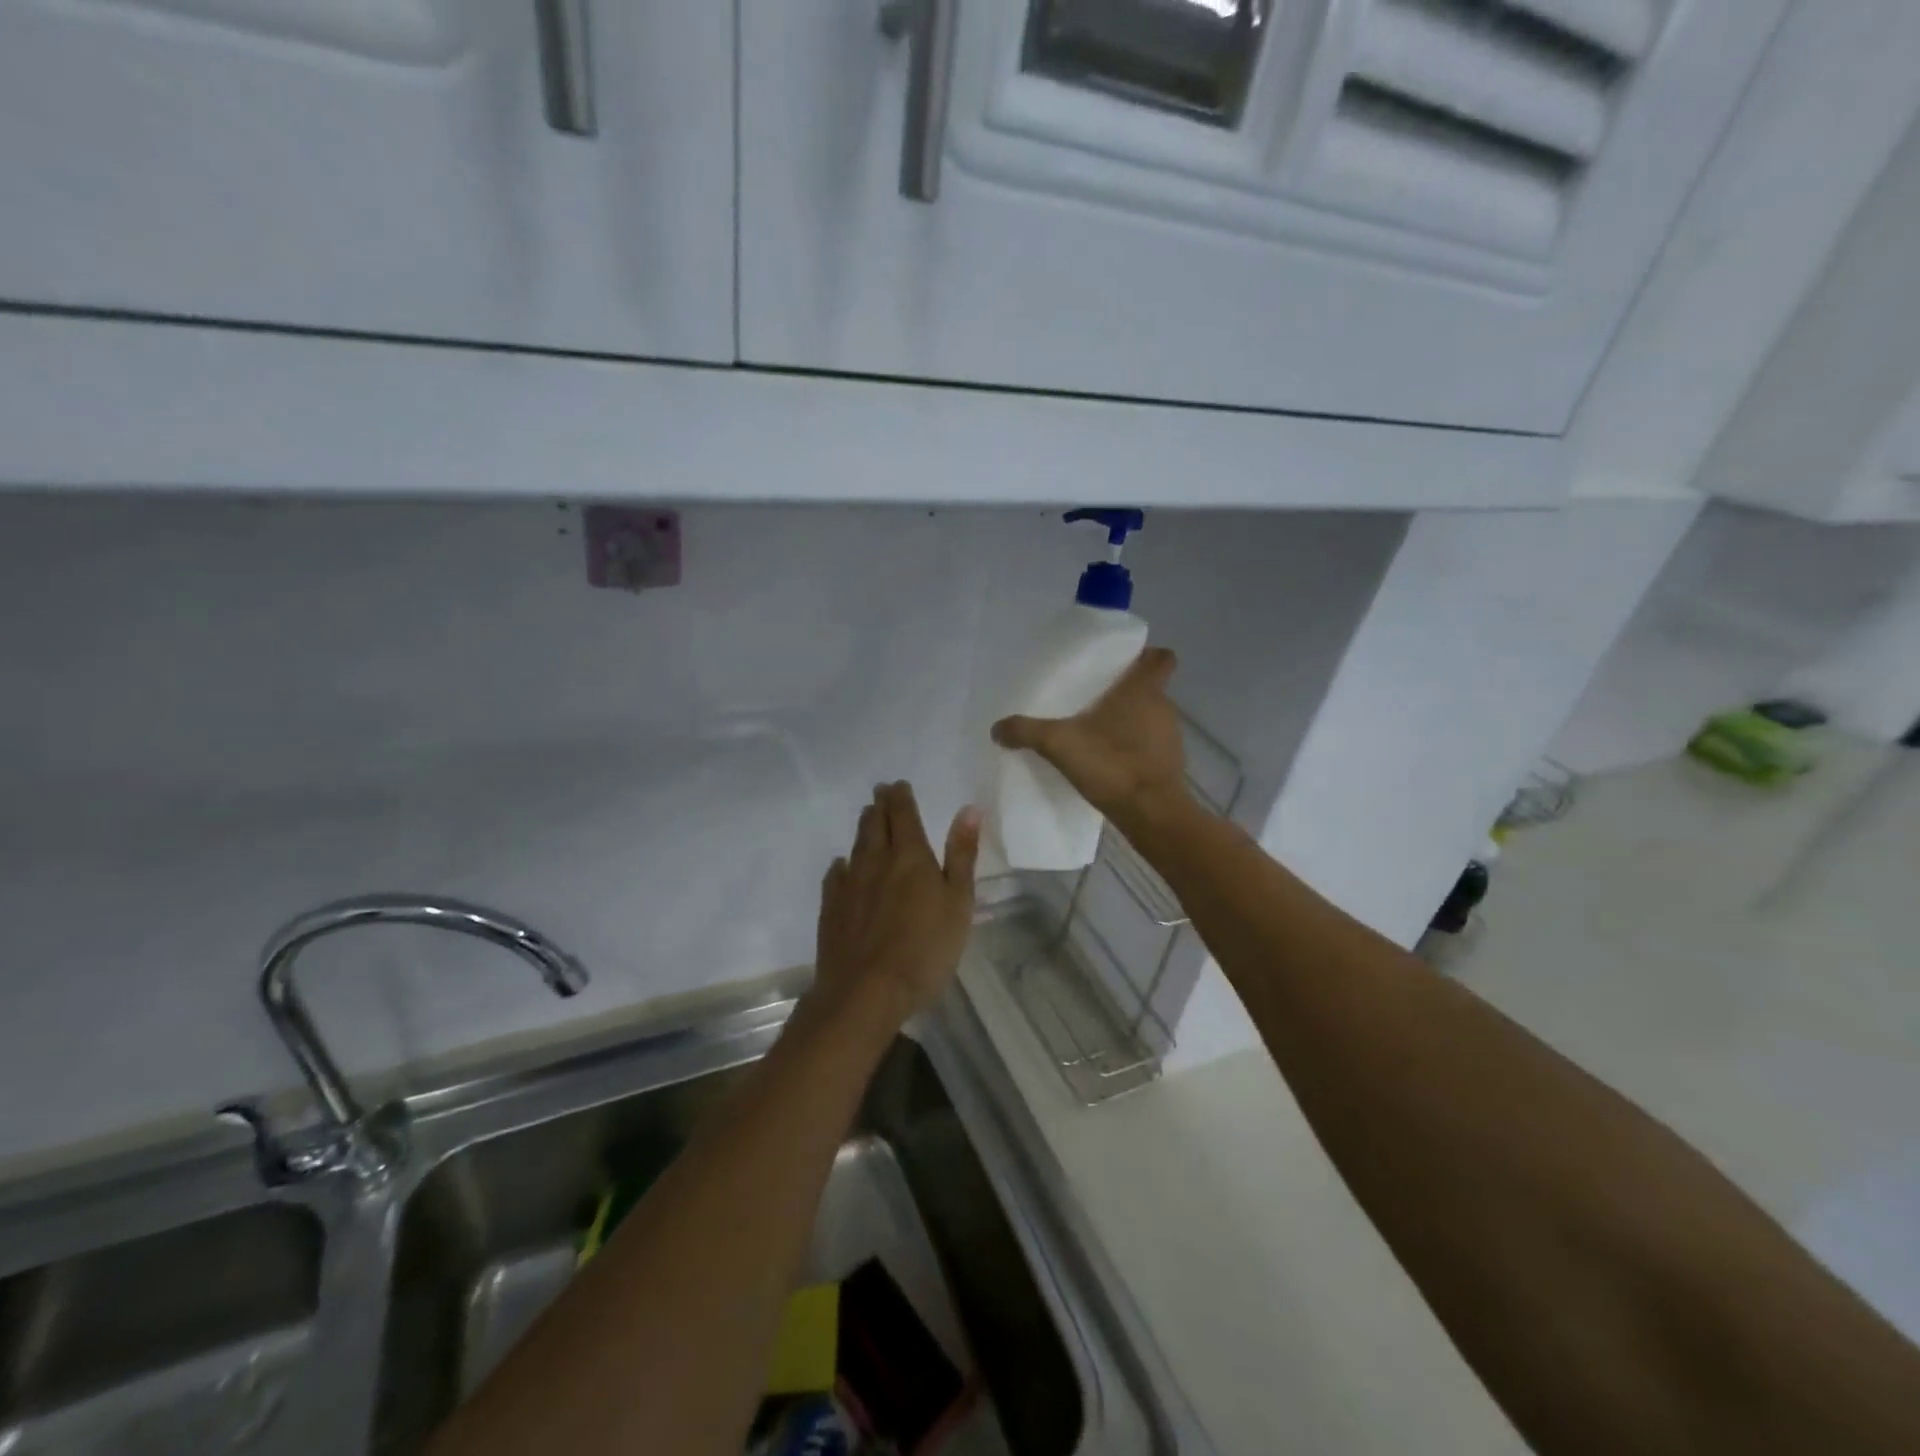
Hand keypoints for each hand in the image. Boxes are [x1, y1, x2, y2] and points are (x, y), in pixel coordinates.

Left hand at [812, 781, 980, 1027]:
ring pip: (856, 846)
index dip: (901, 797)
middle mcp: (876, 861)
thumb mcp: (958, 902)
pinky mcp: (831, 908)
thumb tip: (968, 809)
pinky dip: (842, 865)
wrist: (867, 991)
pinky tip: (842, 867)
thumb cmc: (925, 948)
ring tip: (866, 818)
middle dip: (880, 806)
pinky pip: (835, 876)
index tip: (898, 785)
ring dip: (863, 829)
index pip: (904, 814)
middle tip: (880, 793)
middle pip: (875, 824)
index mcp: (910, 856)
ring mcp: (849, 884)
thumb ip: (962, 854)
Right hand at [991, 646, 1189, 830]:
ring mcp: (1170, 737)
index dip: (1145, 656)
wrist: (1151, 814)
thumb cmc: (1112, 764)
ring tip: (1097, 732)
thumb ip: (1026, 731)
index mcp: (1143, 689)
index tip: (1123, 664)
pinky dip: (1134, 748)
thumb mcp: (1059, 744)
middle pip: (1150, 688)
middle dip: (1126, 691)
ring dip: (1130, 721)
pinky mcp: (1170, 764)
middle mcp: (1163, 707)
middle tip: (1094, 698)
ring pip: (1150, 717)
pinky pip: (1151, 745)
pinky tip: (1108, 760)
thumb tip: (997, 727)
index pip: (1161, 658)